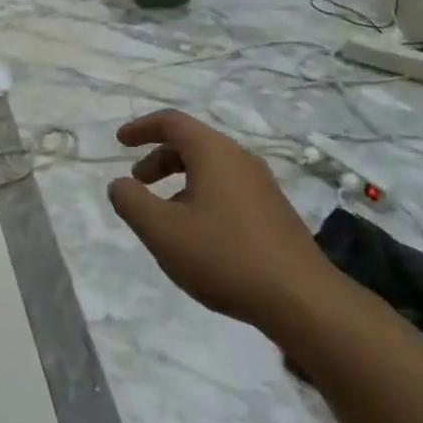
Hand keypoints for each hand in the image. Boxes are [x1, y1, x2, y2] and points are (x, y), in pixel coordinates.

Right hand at [106, 111, 344, 339]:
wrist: (302, 300)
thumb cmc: (224, 256)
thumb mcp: (162, 231)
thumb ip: (132, 202)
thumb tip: (120, 184)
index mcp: (213, 152)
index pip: (171, 122)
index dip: (141, 128)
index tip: (120, 142)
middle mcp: (239, 158)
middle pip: (191, 143)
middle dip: (159, 158)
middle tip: (138, 183)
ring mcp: (262, 185)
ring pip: (211, 168)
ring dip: (180, 180)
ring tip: (165, 215)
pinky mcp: (274, 211)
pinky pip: (228, 188)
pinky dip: (202, 195)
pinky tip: (199, 235)